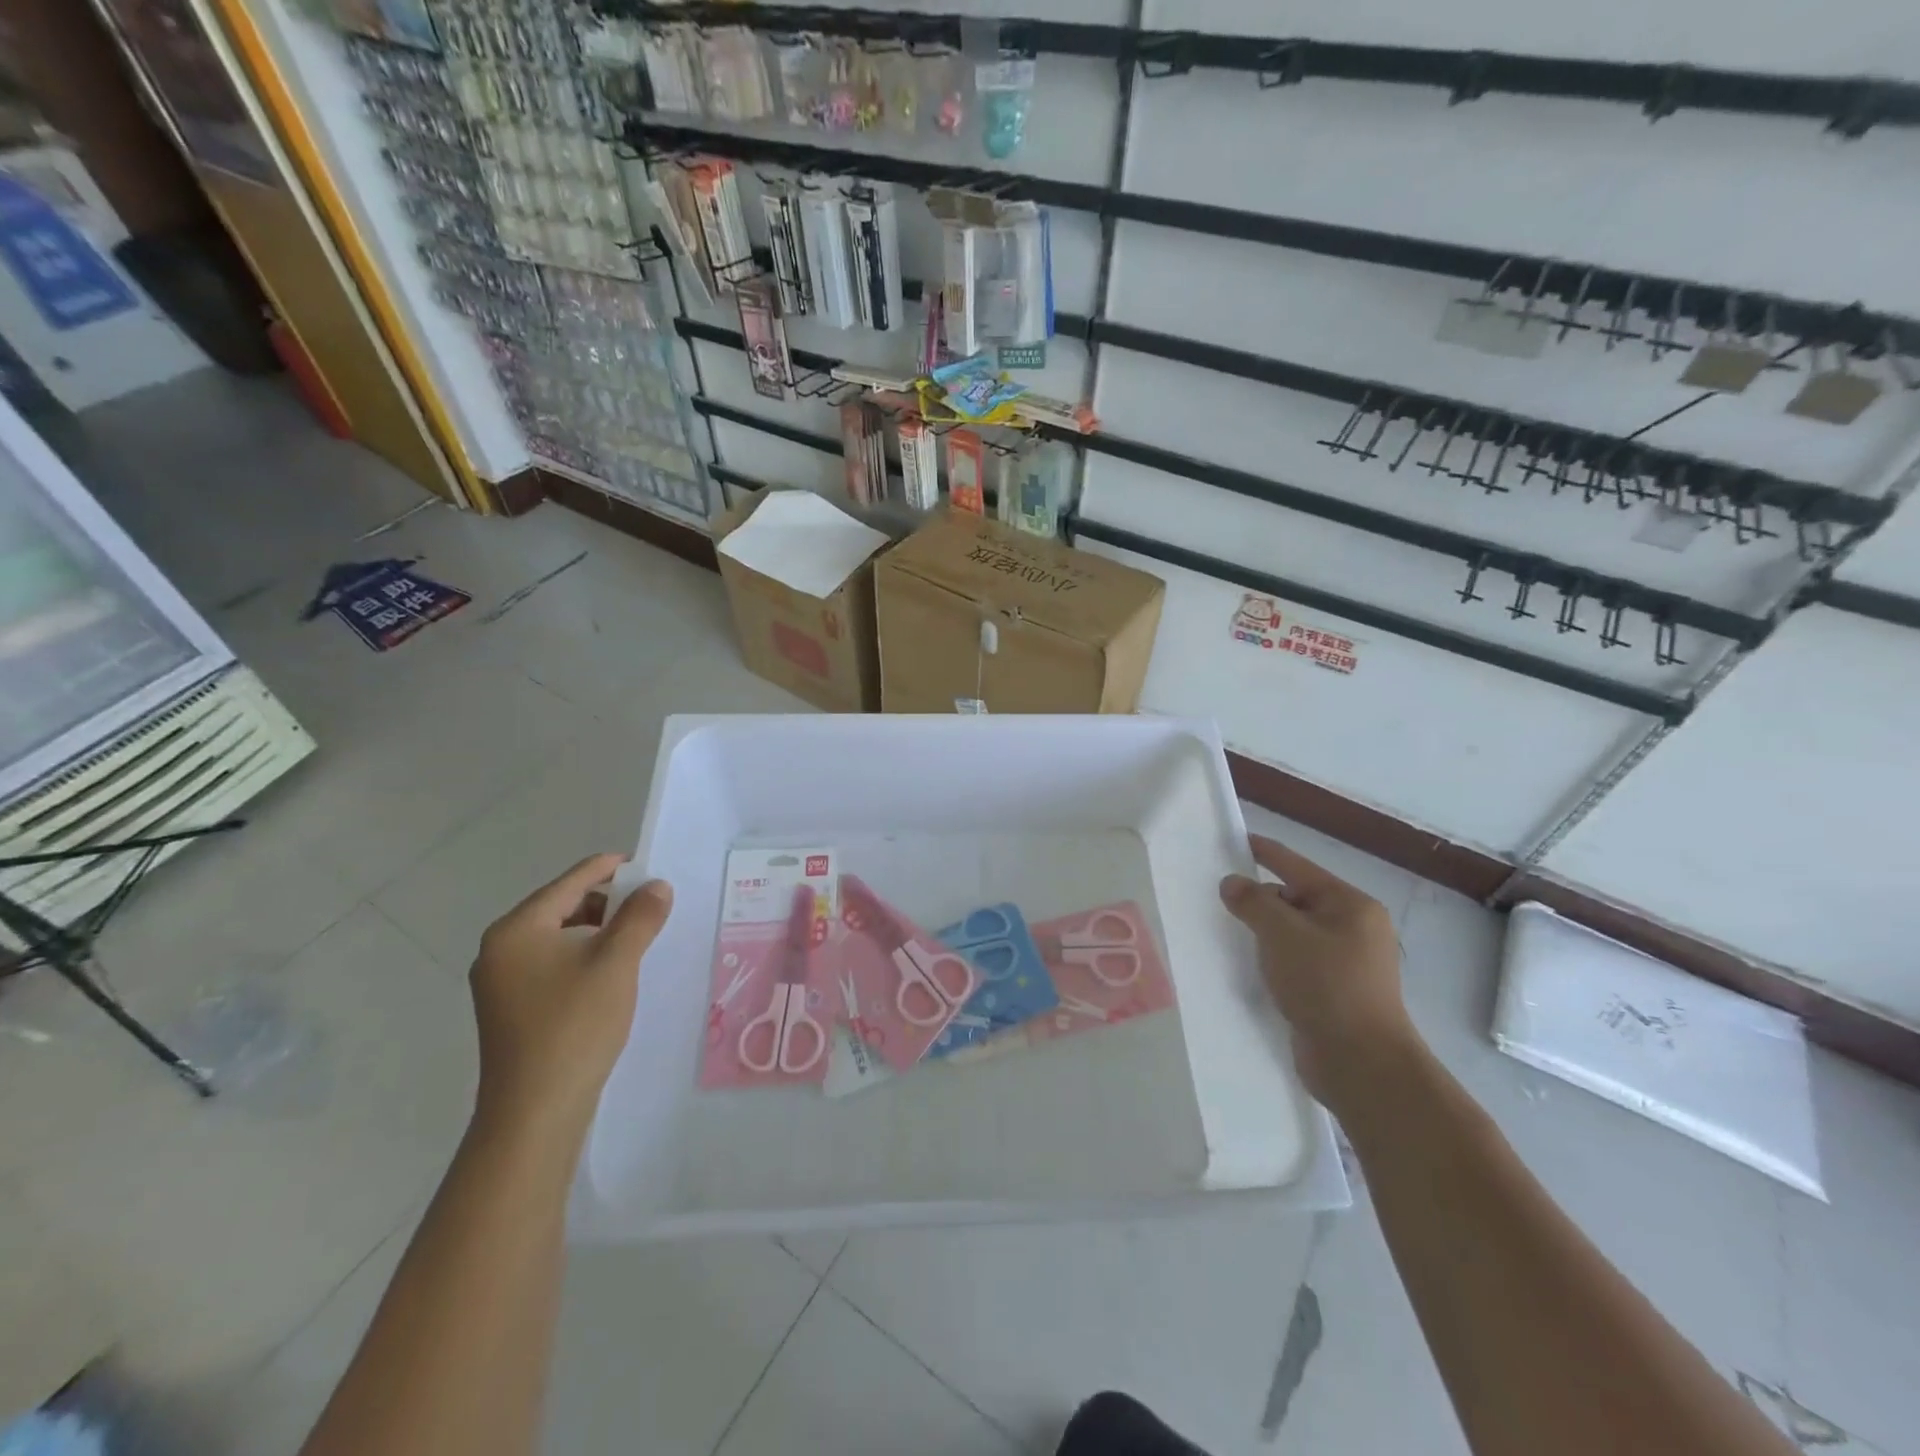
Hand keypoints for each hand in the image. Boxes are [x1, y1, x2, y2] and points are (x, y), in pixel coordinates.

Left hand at [469, 854, 672, 1143]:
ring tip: (637, 938)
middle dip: (608, 902)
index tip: (648, 866)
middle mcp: (500, 948)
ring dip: (598, 931)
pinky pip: (552, 963)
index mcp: (517, 929)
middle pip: (562, 906)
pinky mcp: (511, 1009)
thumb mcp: (616, 962)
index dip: (612, 869)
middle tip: (650, 906)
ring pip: (558, 937)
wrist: (535, 1111)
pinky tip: (611, 971)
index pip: (571, 881)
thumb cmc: (574, 1025)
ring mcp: (501, 982)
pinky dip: (583, 956)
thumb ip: (640, 916)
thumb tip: (657, 886)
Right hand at [1220, 835, 1416, 1109]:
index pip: (1297, 867)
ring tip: (1230, 931)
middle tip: (1222, 899)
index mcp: (1351, 906)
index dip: (1265, 852)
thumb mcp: (1281, 934)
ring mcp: (1348, 962)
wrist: (1361, 1063)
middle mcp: (1354, 928)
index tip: (1236, 841)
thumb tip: (1232, 884)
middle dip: (1261, 899)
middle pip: (1296, 899)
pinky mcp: (1336, 992)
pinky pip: (1298, 961)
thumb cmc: (1325, 985)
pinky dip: (1275, 959)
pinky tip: (1251, 966)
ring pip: (1295, 933)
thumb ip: (1253, 902)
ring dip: (1265, 933)